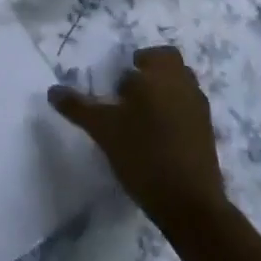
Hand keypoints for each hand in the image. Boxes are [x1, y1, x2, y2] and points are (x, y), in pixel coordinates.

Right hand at [48, 45, 226, 233]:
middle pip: (171, 66)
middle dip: (152, 74)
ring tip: (143, 120)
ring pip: (182, 88)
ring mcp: (200, 111)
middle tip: (131, 96)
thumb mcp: (103, 129)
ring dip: (165, 94)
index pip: (151, 55)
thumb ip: (78, 106)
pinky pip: (190, 112)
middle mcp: (184, 85)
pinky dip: (176, 116)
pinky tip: (159, 140)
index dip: (136, 65)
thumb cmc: (144, 154)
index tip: (120, 87)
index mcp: (161, 75)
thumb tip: (52, 91)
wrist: (190, 205)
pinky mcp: (208, 136)